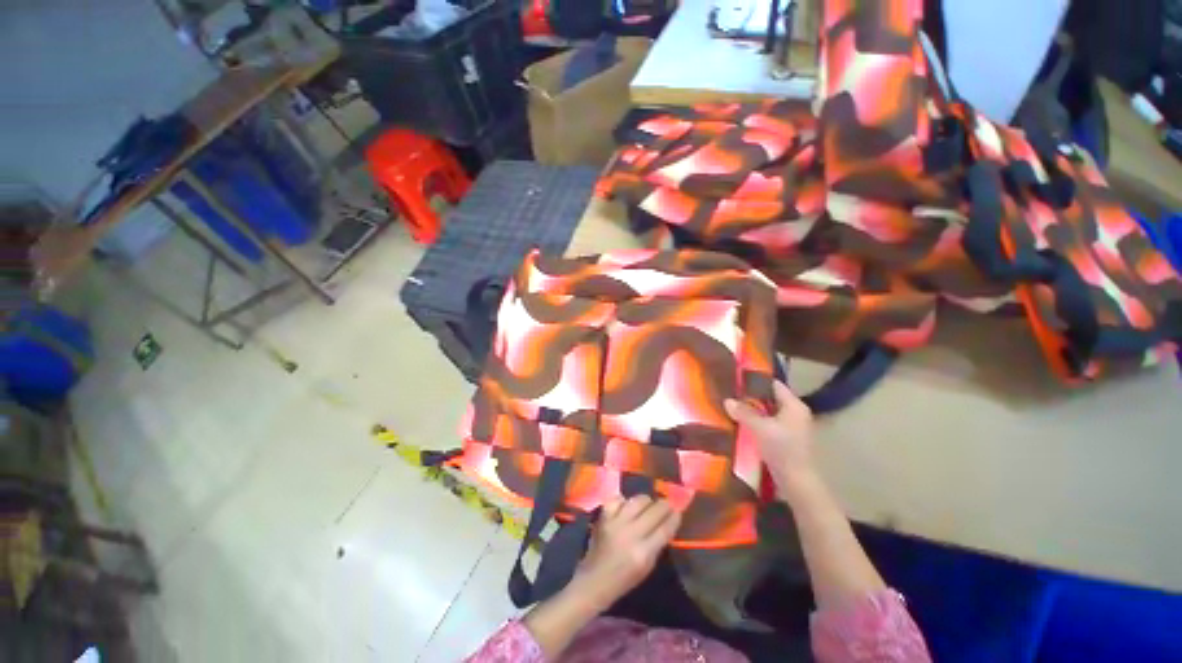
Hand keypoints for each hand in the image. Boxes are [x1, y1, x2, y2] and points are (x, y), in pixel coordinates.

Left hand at [568, 496, 680, 611]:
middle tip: (667, 504)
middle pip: (654, 511)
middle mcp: (631, 534)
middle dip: (664, 505)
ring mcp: (616, 522)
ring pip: (638, 500)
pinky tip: (627, 505)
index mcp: (643, 553)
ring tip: (649, 504)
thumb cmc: (624, 579)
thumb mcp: (647, 567)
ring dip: (647, 501)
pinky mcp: (604, 516)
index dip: (674, 517)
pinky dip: (625, 501)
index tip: (678, 511)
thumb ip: (657, 544)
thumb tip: (667, 523)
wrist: (594, 580)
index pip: (665, 528)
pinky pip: (619, 499)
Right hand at [725, 381, 817, 500]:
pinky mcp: (787, 440)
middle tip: (731, 393)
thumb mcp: (760, 428)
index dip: (757, 381)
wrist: (797, 482)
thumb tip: (727, 400)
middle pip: (771, 398)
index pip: (774, 385)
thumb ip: (744, 413)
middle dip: (752, 397)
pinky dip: (758, 422)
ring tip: (733, 407)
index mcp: (794, 406)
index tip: (738, 379)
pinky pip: (770, 424)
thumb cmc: (782, 449)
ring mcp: (793, 427)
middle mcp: (796, 413)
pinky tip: (743, 424)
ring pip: (769, 412)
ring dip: (754, 411)